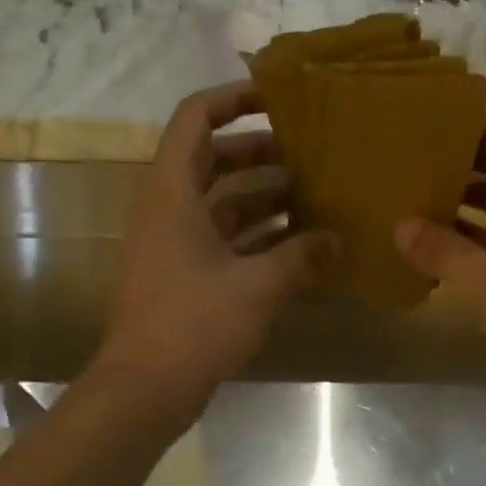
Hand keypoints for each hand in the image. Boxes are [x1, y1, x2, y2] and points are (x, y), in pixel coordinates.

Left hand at [95, 81, 331, 420]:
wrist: (146, 387)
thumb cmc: (195, 323)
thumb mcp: (258, 285)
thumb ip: (302, 256)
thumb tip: (339, 239)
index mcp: (173, 191)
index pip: (195, 118)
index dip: (234, 98)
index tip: (278, 98)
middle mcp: (169, 209)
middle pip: (214, 161)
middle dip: (261, 153)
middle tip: (311, 154)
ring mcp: (175, 245)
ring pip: (223, 204)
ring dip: (265, 199)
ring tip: (316, 198)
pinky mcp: (184, 277)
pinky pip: (225, 241)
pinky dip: (259, 239)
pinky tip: (300, 247)